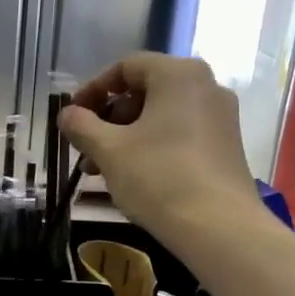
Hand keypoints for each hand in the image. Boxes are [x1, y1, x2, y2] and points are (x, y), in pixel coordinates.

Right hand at [60, 53, 262, 247]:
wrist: (218, 228)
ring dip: (125, 138)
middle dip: (108, 120)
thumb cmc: (158, 177)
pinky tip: (132, 178)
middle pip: (144, 92)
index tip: (73, 117)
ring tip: (100, 171)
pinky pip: (180, 134)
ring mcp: (220, 117)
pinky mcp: (226, 146)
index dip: (93, 89)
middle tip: (85, 149)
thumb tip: (67, 114)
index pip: (126, 67)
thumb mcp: (109, 150)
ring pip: (160, 117)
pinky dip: (151, 147)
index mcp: (179, 75)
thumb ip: (81, 126)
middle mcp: (206, 86)